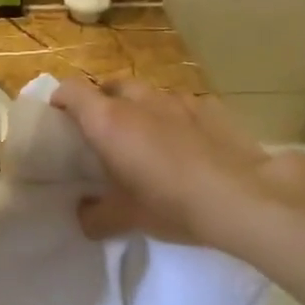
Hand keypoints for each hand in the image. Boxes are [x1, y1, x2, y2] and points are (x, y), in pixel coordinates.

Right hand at [50, 79, 272, 246]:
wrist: (245, 198)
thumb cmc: (172, 204)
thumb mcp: (126, 218)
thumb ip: (95, 215)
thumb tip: (83, 215)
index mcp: (109, 121)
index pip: (70, 90)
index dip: (60, 100)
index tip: (59, 121)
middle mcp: (139, 101)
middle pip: (109, 86)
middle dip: (101, 103)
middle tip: (103, 134)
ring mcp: (178, 100)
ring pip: (147, 94)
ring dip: (139, 109)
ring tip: (147, 139)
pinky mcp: (210, 107)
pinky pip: (181, 105)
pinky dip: (174, 118)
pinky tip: (188, 144)